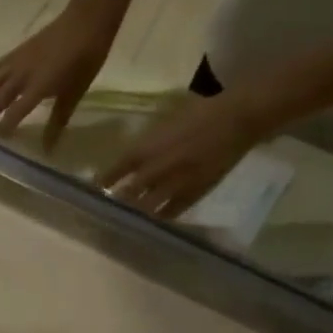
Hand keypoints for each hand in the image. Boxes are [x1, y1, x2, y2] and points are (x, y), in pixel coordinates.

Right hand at [0, 0, 122, 149]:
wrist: (87, 19)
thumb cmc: (86, 58)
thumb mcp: (75, 93)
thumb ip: (57, 122)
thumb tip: (47, 149)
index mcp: (39, 86)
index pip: (14, 113)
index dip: (2, 129)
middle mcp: (22, 75)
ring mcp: (16, 62)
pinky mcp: (15, 53)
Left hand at [96, 91, 267, 219]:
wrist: (239, 118)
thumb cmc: (201, 111)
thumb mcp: (164, 121)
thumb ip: (146, 142)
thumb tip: (129, 157)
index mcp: (147, 149)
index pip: (115, 171)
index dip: (103, 181)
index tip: (93, 189)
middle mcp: (156, 170)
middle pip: (127, 195)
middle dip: (115, 203)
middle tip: (104, 211)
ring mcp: (175, 185)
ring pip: (146, 208)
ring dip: (134, 214)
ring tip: (124, 220)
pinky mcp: (194, 194)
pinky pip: (170, 213)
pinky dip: (158, 218)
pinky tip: (152, 221)